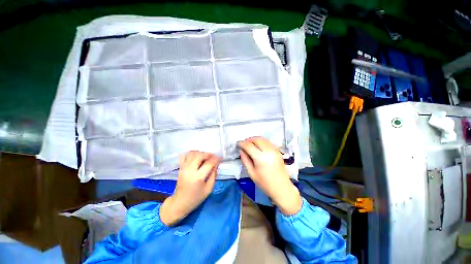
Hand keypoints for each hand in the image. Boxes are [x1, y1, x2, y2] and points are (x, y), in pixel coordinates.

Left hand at [160, 151, 219, 225]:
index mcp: (198, 177)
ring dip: (200, 153)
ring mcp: (184, 168)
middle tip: (213, 157)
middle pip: (199, 156)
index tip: (220, 158)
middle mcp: (190, 171)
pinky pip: (184, 156)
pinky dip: (191, 154)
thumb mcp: (208, 189)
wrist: (179, 203)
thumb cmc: (196, 198)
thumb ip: (213, 176)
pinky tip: (196, 156)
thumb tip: (216, 165)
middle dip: (208, 154)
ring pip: (192, 154)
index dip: (216, 159)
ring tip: (205, 157)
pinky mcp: (180, 168)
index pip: (209, 164)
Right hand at [238, 137, 301, 214]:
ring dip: (255, 139)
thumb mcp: (251, 173)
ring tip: (250, 144)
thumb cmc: (265, 183)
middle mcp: (268, 151)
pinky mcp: (278, 151)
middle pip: (256, 139)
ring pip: (263, 139)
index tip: (238, 144)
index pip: (249, 146)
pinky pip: (268, 142)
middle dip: (248, 140)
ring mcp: (274, 150)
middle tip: (244, 144)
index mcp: (260, 158)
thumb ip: (245, 160)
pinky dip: (261, 141)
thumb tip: (241, 150)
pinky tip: (258, 146)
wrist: (282, 188)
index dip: (242, 143)